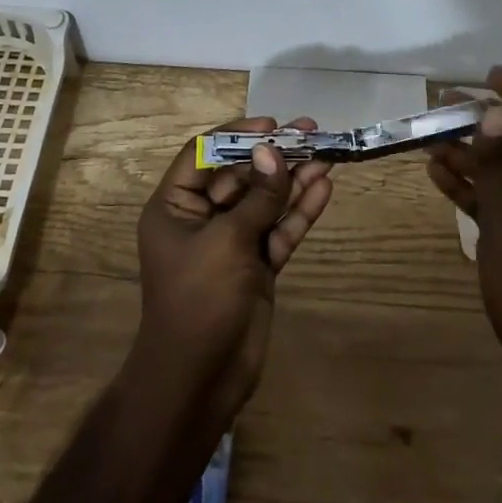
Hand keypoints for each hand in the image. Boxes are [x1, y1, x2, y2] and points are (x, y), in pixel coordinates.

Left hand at [133, 117, 333, 423]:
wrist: (201, 378)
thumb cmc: (199, 299)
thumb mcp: (226, 241)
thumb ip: (257, 197)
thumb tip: (274, 151)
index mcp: (175, 207)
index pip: (202, 155)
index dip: (236, 135)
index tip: (271, 124)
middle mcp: (201, 219)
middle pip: (240, 175)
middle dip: (274, 155)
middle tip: (311, 132)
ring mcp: (231, 243)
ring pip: (265, 202)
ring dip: (293, 179)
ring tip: (327, 153)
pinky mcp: (256, 266)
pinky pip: (279, 230)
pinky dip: (300, 212)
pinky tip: (324, 188)